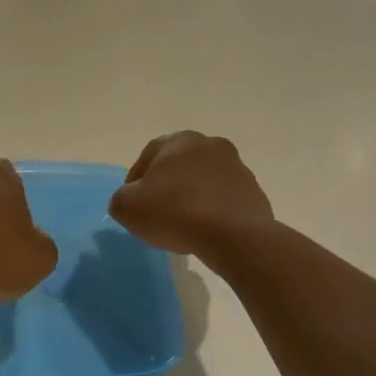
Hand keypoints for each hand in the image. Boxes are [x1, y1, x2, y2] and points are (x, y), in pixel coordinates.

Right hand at [109, 132, 274, 264]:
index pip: (148, 155)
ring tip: (183, 225)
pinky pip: (224, 200)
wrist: (233, 235)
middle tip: (157, 213)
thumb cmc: (175, 212)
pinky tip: (205, 231)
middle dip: (167, 186)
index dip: (136, 180)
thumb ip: (121, 199)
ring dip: (192, 197)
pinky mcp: (254, 192)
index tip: (132, 204)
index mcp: (179, 141)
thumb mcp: (127, 207)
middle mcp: (210, 145)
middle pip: (179, 166)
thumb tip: (131, 200)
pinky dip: (213, 211)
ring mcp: (237, 167)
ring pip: (204, 181)